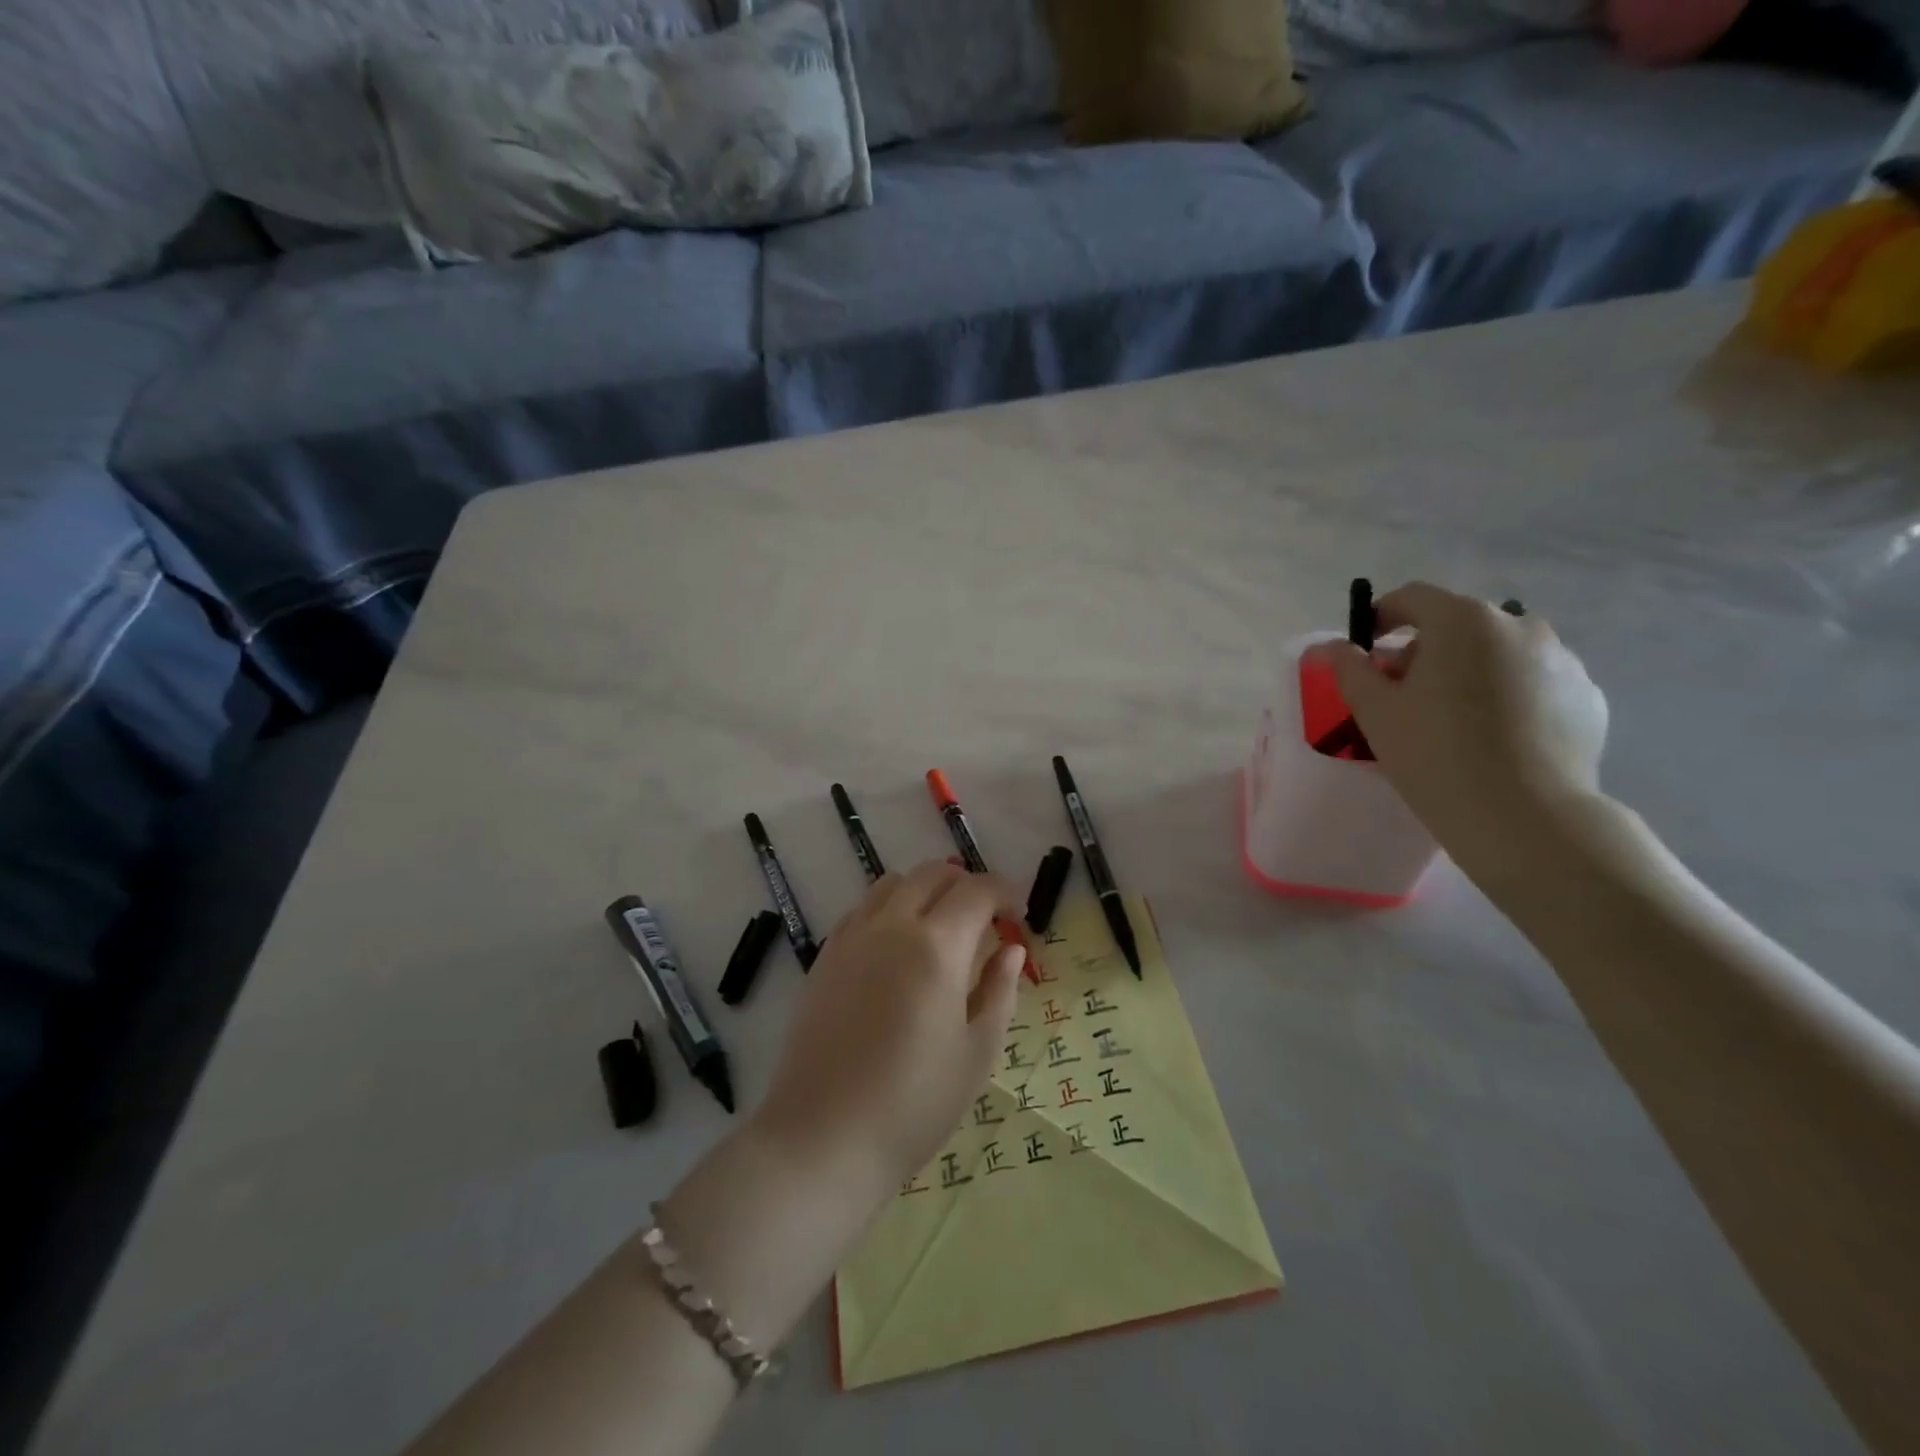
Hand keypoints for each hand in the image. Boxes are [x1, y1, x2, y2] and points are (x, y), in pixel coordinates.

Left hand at [752, 861, 1027, 1204]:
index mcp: (937, 946)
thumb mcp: (976, 1053)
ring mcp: (852, 937)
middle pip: (934, 873)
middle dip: (967, 885)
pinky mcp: (825, 956)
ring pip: (894, 883)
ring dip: (926, 891)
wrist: (824, 1138)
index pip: (977, 890)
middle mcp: (892, 926)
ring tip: (941, 931)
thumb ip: (999, 991)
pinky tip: (897, 950)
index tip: (1018, 918)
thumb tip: (1011, 951)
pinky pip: (863, 909)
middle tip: (986, 922)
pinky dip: (890, 909)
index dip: (1005, 893)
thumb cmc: (914, 1103)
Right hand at [1323, 582, 1609, 864]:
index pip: (1412, 598)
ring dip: (1470, 672)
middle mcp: (1519, 625)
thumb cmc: (1435, 754)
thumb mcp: (1375, 711)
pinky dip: (1509, 696)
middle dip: (1426, 651)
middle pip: (1459, 625)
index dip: (1381, 617)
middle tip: (1405, 695)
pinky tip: (1495, 739)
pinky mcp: (1587, 696)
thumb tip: (1333, 646)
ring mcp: (1562, 659)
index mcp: (1463, 621)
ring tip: (1454, 721)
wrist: (1525, 816)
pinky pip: (1534, 683)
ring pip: (1500, 653)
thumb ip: (1349, 668)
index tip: (1367, 651)